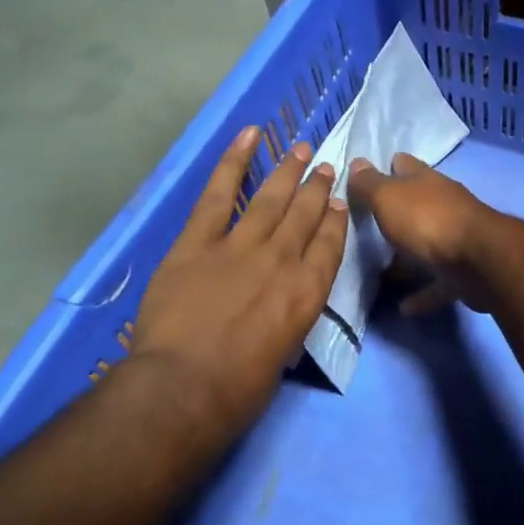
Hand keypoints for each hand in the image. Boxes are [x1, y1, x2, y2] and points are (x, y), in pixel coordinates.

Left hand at [123, 126, 348, 425]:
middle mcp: (282, 259)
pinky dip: (235, 161)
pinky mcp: (199, 241)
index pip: (330, 245)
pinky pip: (220, 193)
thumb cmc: (238, 389)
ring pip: (272, 198)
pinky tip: (250, 135)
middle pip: (305, 214)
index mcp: (307, 292)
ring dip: (288, 171)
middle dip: (317, 187)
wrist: (184, 386)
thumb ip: (288, 318)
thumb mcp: (283, 353)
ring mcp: (240, 245)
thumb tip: (284, 303)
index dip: (336, 219)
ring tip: (301, 148)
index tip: (339, 201)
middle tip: (326, 165)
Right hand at [346, 154, 501, 314]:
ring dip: (407, 259)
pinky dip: (421, 294)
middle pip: (415, 206)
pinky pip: (437, 283)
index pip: (404, 165)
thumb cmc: (427, 221)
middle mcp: (443, 205)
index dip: (386, 167)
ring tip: (381, 273)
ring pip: (426, 246)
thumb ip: (370, 183)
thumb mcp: (388, 197)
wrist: (478, 261)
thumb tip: (357, 162)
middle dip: (394, 216)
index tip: (364, 180)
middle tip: (365, 230)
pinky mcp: (463, 272)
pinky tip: (403, 307)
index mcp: (426, 181)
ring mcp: (456, 239)